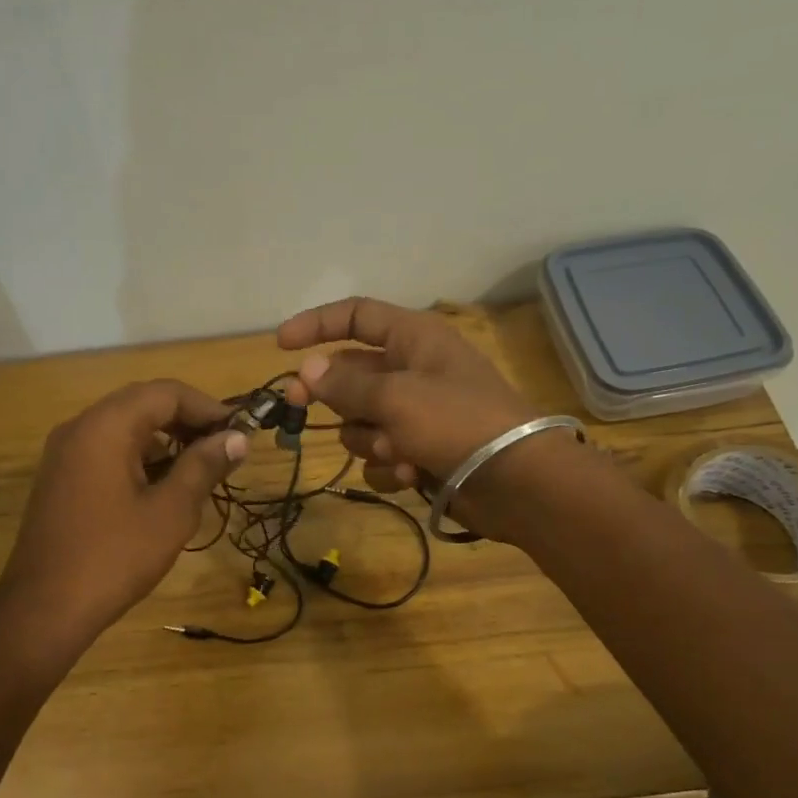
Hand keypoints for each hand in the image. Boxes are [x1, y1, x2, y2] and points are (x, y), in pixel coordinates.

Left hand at [0, 379, 245, 651]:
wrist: (44, 609)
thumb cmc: (114, 557)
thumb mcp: (171, 511)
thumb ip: (204, 466)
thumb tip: (237, 438)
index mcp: (106, 426)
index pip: (166, 393)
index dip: (209, 407)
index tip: (241, 432)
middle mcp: (80, 427)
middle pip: (144, 404)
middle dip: (188, 421)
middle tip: (225, 449)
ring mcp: (66, 453)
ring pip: (125, 427)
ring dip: (166, 440)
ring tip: (201, 469)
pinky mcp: (61, 477)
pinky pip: (107, 450)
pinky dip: (140, 457)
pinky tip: (165, 486)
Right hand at [277, 297, 568, 538]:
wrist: (517, 482)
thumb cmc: (457, 422)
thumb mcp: (395, 396)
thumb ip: (345, 384)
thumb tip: (307, 370)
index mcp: (414, 339)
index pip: (356, 316)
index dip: (316, 325)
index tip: (280, 346)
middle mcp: (413, 370)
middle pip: (350, 375)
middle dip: (332, 396)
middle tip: (296, 406)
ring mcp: (417, 414)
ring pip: (361, 421)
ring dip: (369, 439)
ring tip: (397, 450)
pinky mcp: (420, 452)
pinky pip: (381, 455)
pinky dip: (389, 466)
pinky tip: (410, 474)